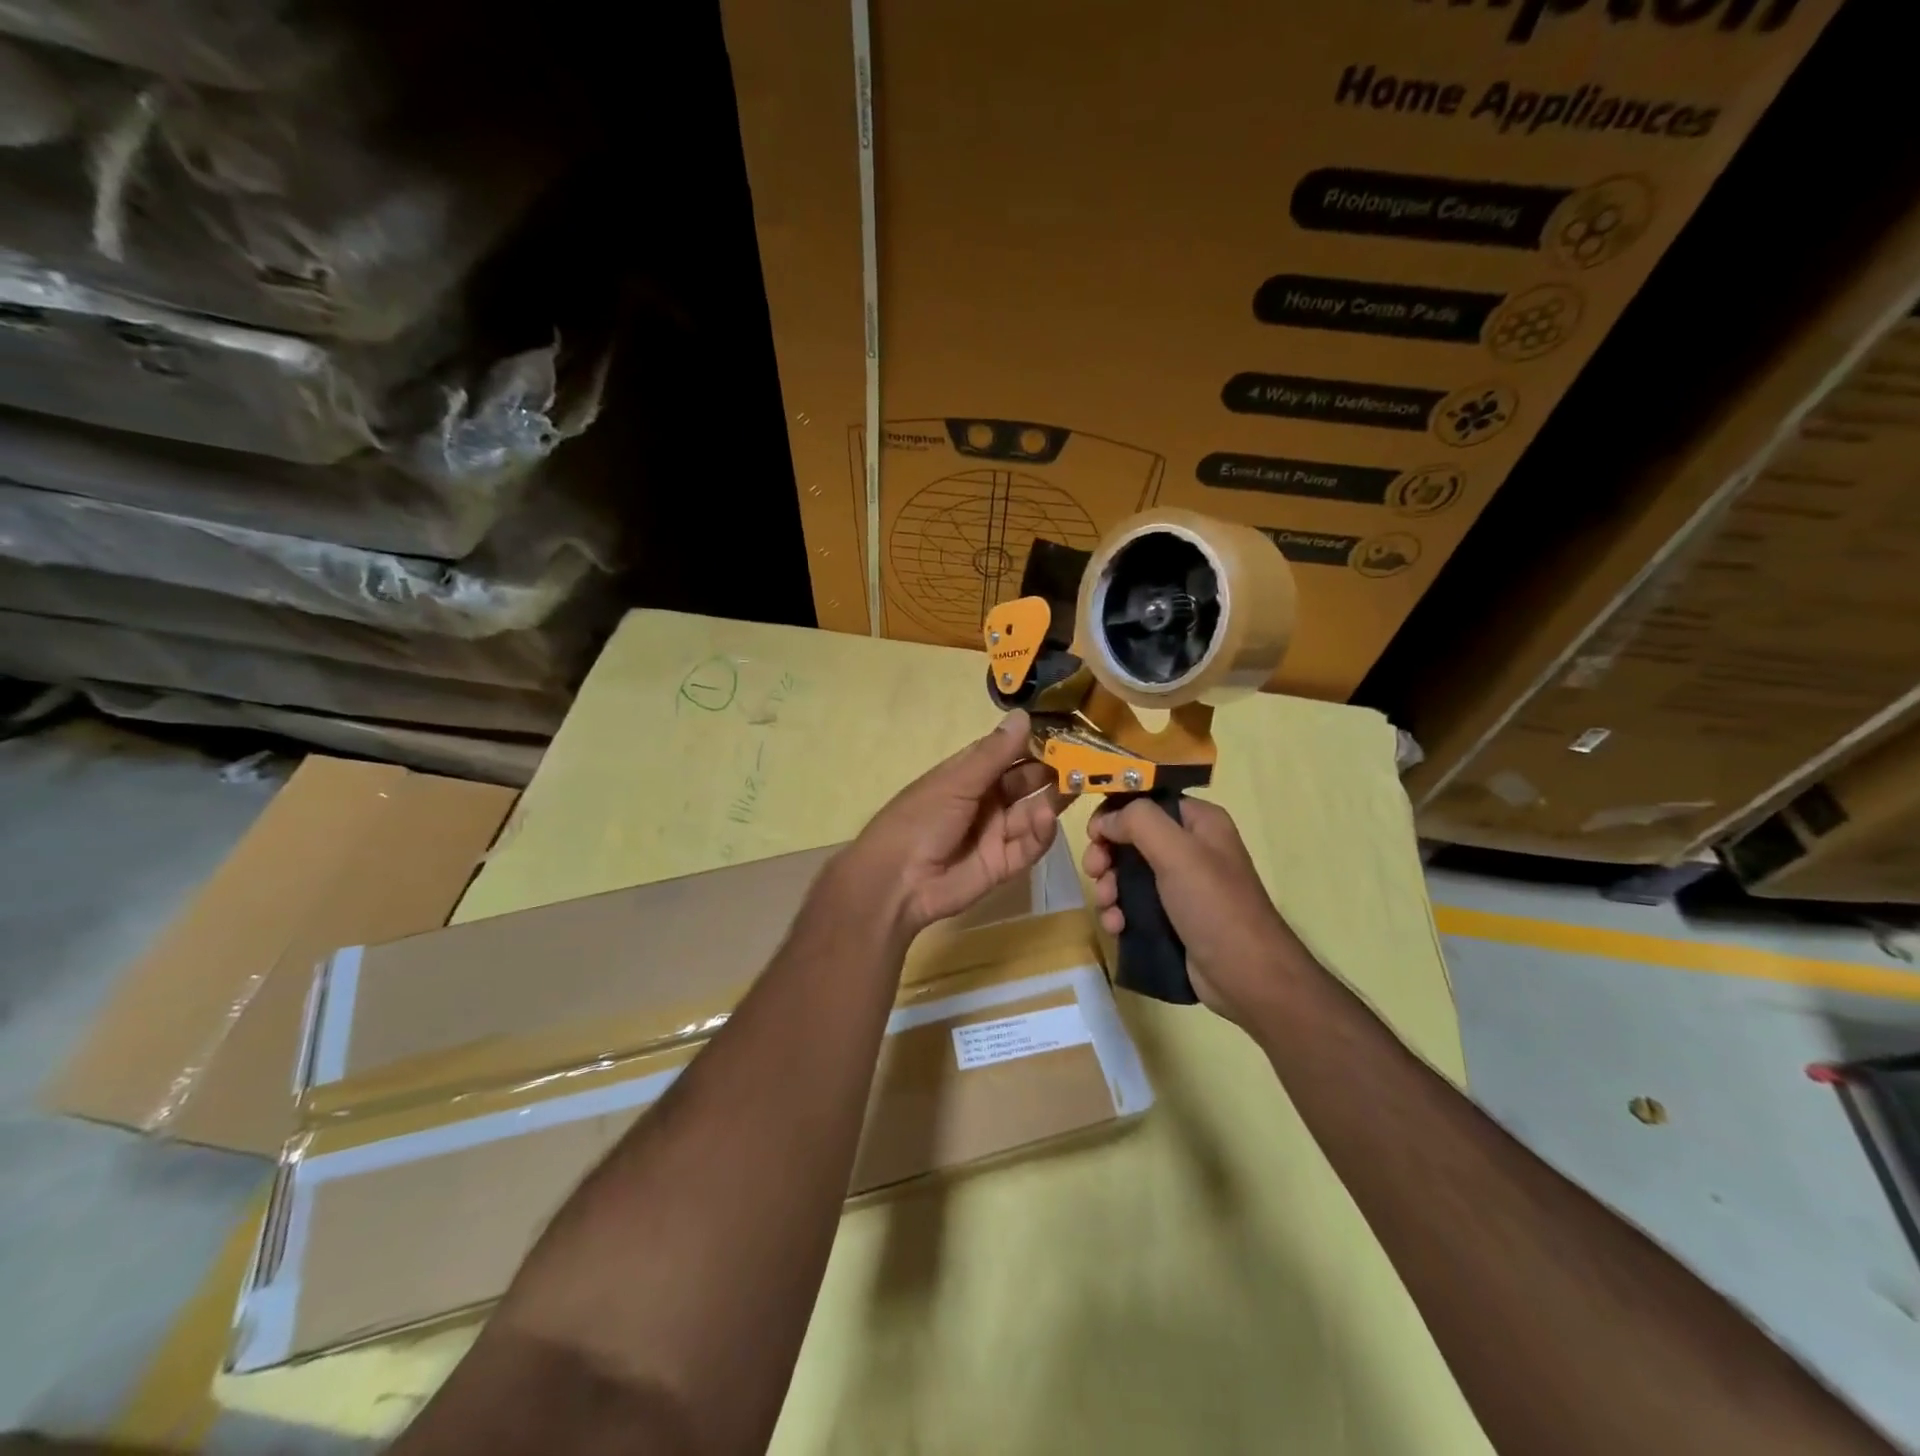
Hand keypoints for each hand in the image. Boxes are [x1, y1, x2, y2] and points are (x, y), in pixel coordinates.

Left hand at [843, 711, 1065, 935]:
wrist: (896, 882)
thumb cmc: (920, 819)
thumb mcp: (956, 781)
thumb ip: (994, 754)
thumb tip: (1024, 715)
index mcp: (969, 774)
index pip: (1009, 752)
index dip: (1036, 741)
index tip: (1069, 729)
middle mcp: (987, 799)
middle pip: (1027, 781)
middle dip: (1053, 770)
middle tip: (1087, 760)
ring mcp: (997, 832)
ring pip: (1034, 811)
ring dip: (1054, 798)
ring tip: (1078, 784)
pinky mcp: (1004, 864)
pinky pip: (1030, 845)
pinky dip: (1041, 832)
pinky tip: (1047, 817)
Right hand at [1084, 797, 1301, 1020]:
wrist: (1246, 978)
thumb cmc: (1214, 906)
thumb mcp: (1178, 853)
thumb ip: (1138, 822)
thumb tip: (1106, 821)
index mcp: (1198, 822)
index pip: (1146, 802)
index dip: (1116, 812)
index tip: (1094, 834)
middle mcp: (1190, 848)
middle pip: (1130, 838)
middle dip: (1106, 855)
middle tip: (1094, 871)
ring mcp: (1179, 885)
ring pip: (1126, 874)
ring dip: (1108, 887)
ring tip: (1108, 907)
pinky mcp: (1170, 917)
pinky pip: (1131, 905)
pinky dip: (1118, 912)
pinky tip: (1116, 927)